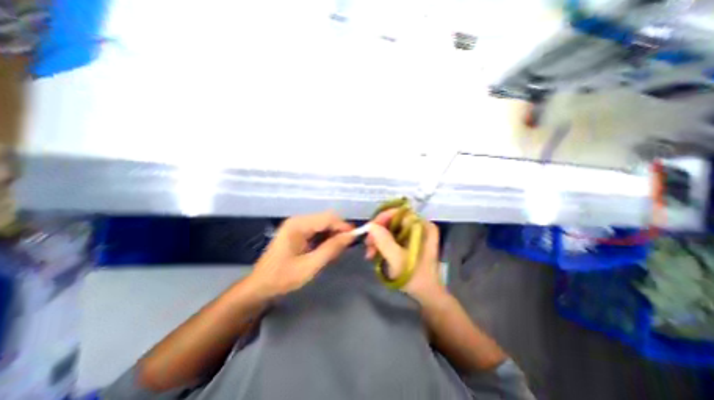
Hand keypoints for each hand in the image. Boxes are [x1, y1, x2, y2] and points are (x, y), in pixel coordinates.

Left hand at [250, 211, 353, 297]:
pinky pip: (318, 231)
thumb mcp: (310, 266)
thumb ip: (331, 249)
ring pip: (324, 225)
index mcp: (298, 224)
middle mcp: (298, 220)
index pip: (328, 218)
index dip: (343, 226)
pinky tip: (326, 250)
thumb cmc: (282, 278)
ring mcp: (297, 226)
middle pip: (326, 219)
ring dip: (333, 236)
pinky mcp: (298, 232)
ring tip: (336, 251)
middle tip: (345, 248)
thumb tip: (351, 236)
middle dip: (338, 231)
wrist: (260, 287)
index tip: (355, 239)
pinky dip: (326, 239)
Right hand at [367, 209, 443, 305]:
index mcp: (423, 226)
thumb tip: (370, 225)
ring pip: (390, 229)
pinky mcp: (407, 242)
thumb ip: (384, 241)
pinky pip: (390, 237)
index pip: (400, 212)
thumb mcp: (398, 260)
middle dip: (378, 231)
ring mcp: (413, 234)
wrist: (426, 295)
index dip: (383, 217)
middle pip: (393, 220)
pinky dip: (381, 244)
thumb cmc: (416, 278)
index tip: (370, 229)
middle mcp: (419, 226)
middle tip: (368, 244)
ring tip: (369, 254)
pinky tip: (374, 254)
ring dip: (377, 239)